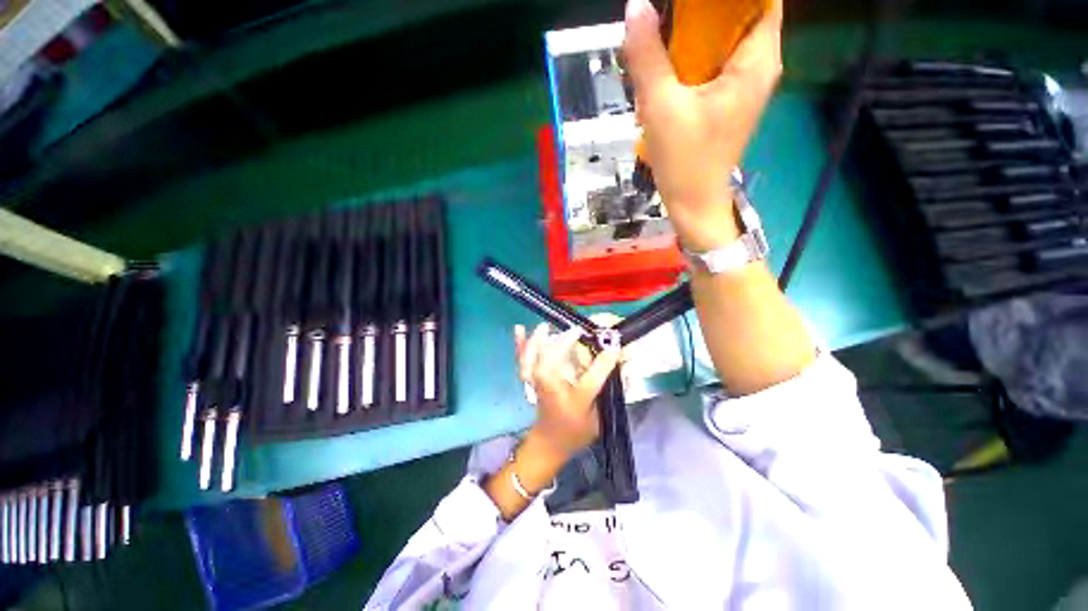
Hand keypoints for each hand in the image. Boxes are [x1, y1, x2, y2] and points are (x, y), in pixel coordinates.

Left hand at [514, 323, 621, 458]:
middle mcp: (552, 388)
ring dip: (539, 339)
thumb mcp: (598, 415)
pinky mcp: (529, 379)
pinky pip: (522, 359)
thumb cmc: (576, 429)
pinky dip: (520, 344)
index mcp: (572, 399)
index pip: (591, 378)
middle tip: (578, 331)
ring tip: (545, 326)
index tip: (614, 347)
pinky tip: (518, 328)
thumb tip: (619, 361)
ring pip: (534, 357)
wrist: (550, 442)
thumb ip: (607, 387)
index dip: (604, 361)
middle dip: (567, 341)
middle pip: (555, 359)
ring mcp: (536, 382)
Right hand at [623, 0, 782, 250]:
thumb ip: (648, 55)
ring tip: (667, 29)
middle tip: (673, 11)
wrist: (694, 205)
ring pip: (729, 36)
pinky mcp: (729, 100)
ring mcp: (745, 84)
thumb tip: (636, 6)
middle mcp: (760, 65)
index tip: (693, 1)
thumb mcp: (661, 107)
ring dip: (699, 27)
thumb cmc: (685, 161)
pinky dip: (697, 51)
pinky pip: (718, 60)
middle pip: (743, 12)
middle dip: (706, 8)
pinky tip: (671, 58)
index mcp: (756, 59)